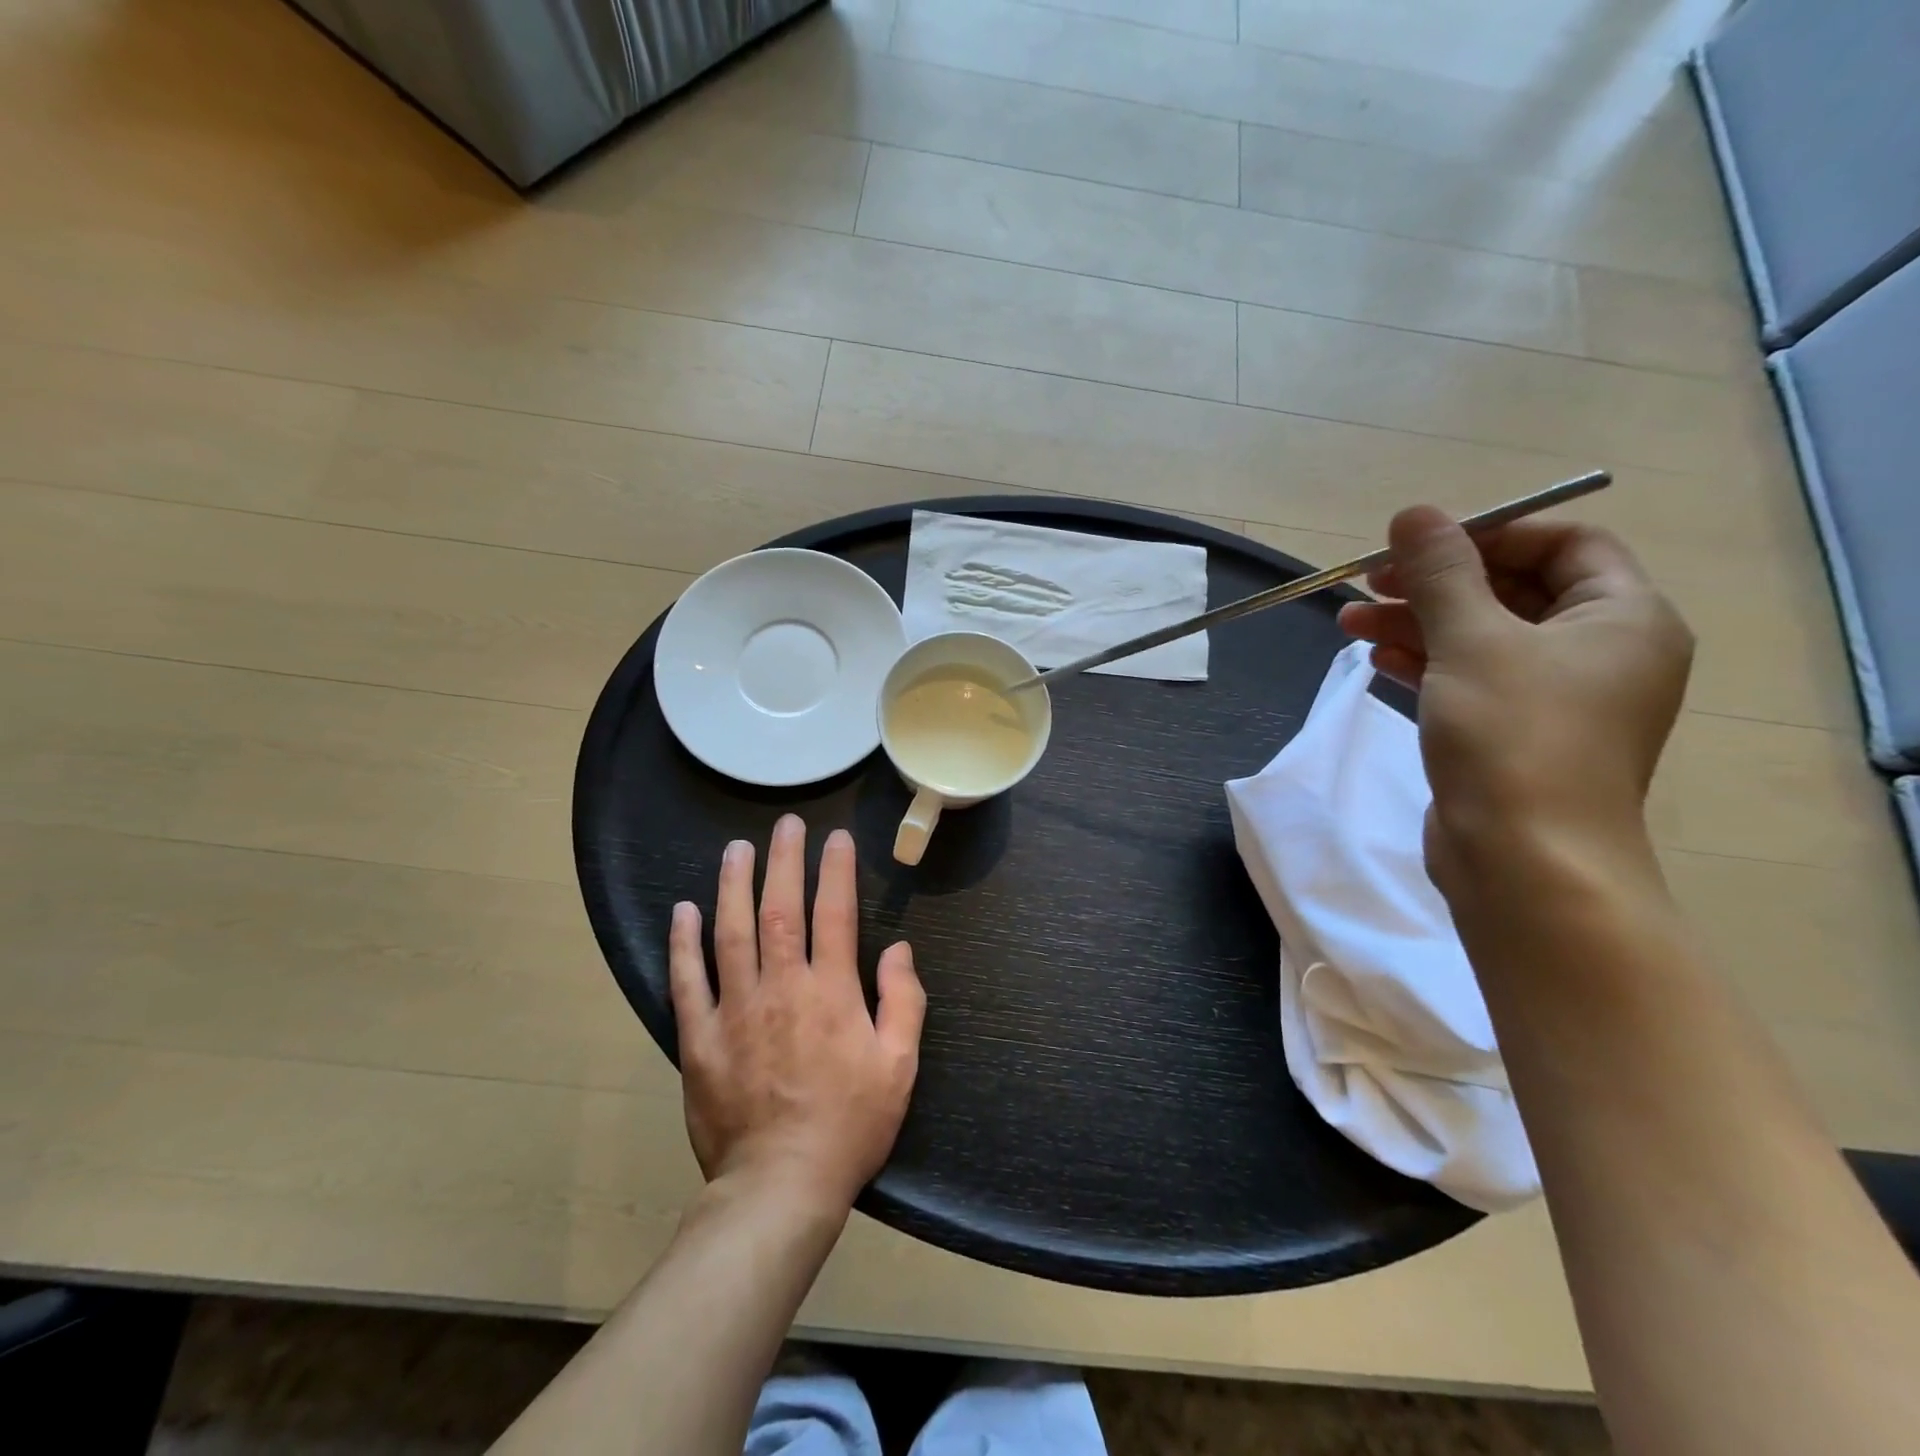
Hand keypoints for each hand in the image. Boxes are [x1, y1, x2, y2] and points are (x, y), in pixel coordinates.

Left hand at [669, 815, 924, 1213]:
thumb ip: (904, 1001)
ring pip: (731, 933)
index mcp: (831, 993)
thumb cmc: (850, 1125)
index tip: (836, 838)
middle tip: (785, 825)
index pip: (834, 914)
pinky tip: (683, 911)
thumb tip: (899, 949)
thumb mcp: (899, 1066)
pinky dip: (683, 944)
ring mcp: (735, 1010)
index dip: (836, 870)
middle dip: (783, 861)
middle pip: (780, 909)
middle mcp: (781, 988)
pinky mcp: (700, 1038)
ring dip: (733, 886)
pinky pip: (687, 982)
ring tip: (735, 849)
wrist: (781, 1186)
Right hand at [1338, 506, 1692, 894]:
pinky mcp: (1515, 735)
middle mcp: (1601, 652)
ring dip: (1417, 623)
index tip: (1420, 545)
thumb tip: (1414, 513)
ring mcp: (1557, 699)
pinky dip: (1425, 663)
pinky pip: (1470, 679)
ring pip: (1482, 638)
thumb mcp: (1472, 640)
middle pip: (1513, 591)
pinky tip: (1376, 657)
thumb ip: (1441, 573)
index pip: (1564, 544)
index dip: (1490, 534)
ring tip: (1348, 620)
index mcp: (1622, 617)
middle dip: (1436, 583)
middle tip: (1368, 581)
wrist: (1523, 860)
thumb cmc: (1512, 736)